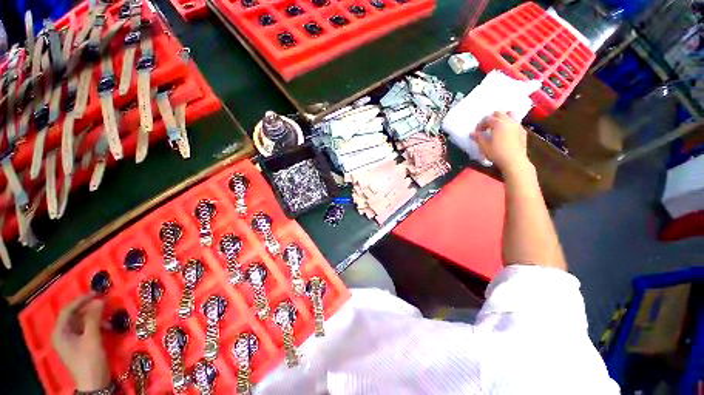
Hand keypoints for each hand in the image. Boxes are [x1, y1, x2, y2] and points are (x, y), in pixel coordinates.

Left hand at [51, 293, 110, 391]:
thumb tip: (99, 300)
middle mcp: (63, 334)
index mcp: (61, 332)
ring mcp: (71, 341)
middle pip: (75, 316)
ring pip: (82, 323)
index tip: (97, 293)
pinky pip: (86, 330)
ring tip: (109, 316)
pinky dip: (97, 326)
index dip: (81, 300)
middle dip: (90, 309)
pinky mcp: (80, 345)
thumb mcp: (92, 339)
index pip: (68, 310)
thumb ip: (94, 318)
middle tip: (105, 302)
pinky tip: (107, 327)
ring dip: (95, 318)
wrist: (94, 383)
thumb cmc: (89, 360)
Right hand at [472, 111, 530, 173]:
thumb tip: (472, 133)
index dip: (480, 124)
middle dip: (491, 118)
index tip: (477, 132)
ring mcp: (517, 125)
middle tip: (487, 127)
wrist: (514, 161)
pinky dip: (509, 125)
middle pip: (499, 113)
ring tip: (497, 127)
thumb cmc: (497, 153)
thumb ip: (478, 137)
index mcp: (498, 123)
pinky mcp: (523, 132)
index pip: (487, 118)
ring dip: (503, 118)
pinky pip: (515, 123)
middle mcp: (509, 121)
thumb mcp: (483, 146)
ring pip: (510, 115)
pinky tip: (506, 134)